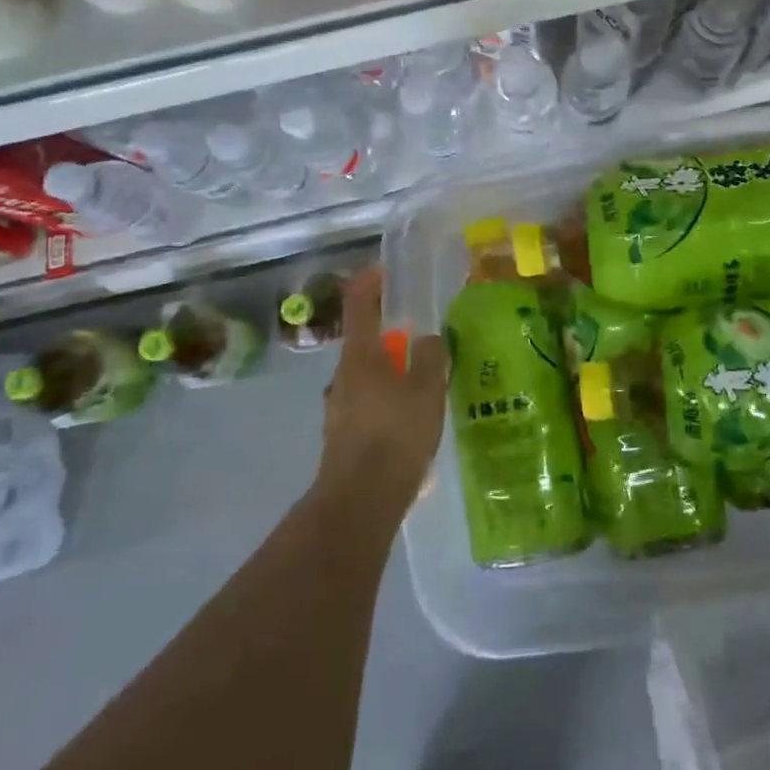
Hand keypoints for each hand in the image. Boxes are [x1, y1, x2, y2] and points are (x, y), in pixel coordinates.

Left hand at [317, 265, 447, 512]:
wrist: (361, 499)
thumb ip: (430, 355)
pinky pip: (369, 406)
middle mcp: (343, 375)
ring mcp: (339, 407)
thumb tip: (428, 339)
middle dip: (391, 336)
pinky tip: (413, 423)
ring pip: (367, 376)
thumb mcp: (427, 387)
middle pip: (364, 342)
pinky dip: (389, 403)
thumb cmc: (395, 432)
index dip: (371, 281)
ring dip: (391, 372)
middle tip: (423, 338)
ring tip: (425, 384)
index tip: (387, 270)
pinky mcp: (343, 436)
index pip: (359, 302)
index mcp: (360, 354)